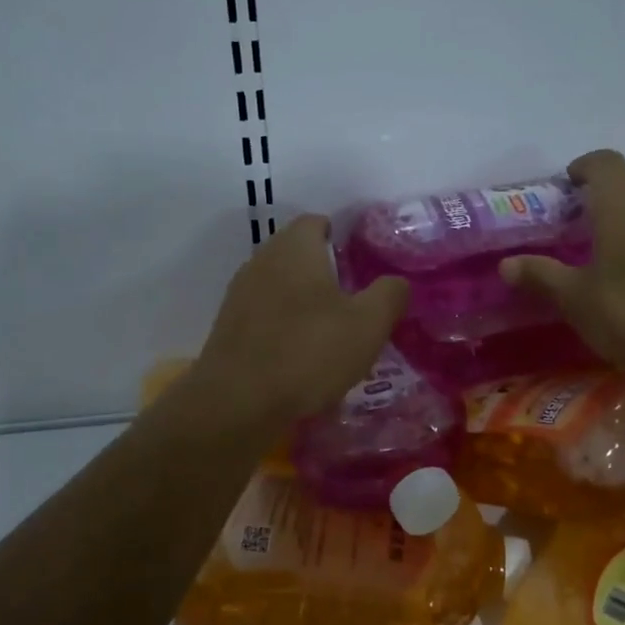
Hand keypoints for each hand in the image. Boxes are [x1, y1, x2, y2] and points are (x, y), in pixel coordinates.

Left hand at [186, 215, 408, 439]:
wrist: (237, 402)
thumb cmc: (308, 352)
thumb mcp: (368, 324)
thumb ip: (390, 294)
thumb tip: (396, 282)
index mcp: (295, 247)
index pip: (317, 222)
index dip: (342, 239)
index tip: (363, 266)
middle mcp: (262, 260)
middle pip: (297, 255)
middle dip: (325, 273)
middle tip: (354, 302)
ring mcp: (239, 294)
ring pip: (280, 287)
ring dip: (304, 303)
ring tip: (330, 334)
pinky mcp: (228, 328)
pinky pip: (265, 317)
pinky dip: (284, 328)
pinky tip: (300, 358)